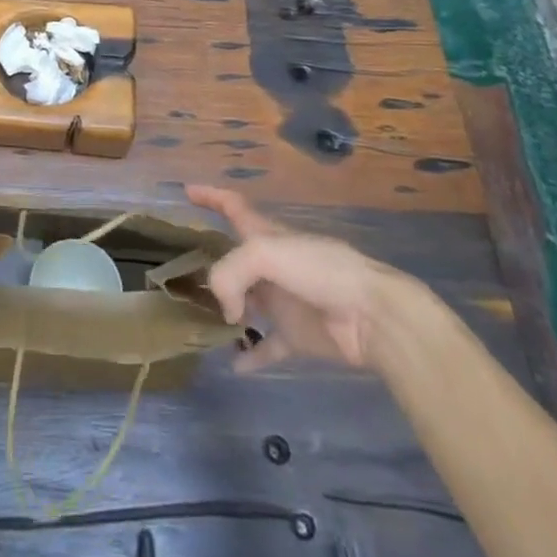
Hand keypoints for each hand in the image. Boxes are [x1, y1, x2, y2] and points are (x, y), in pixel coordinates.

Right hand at [186, 184, 422, 373]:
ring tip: (202, 321)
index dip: (211, 196)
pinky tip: (235, 366)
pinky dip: (252, 356)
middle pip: (236, 259)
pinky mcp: (297, 335)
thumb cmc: (319, 271)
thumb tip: (225, 309)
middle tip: (185, 276)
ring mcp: (284, 300)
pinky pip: (268, 347)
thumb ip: (230, 273)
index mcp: (267, 235)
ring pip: (247, 302)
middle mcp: (272, 264)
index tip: (187, 191)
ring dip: (227, 310)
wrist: (371, 315)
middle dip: (213, 263)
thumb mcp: (265, 254)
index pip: (234, 206)